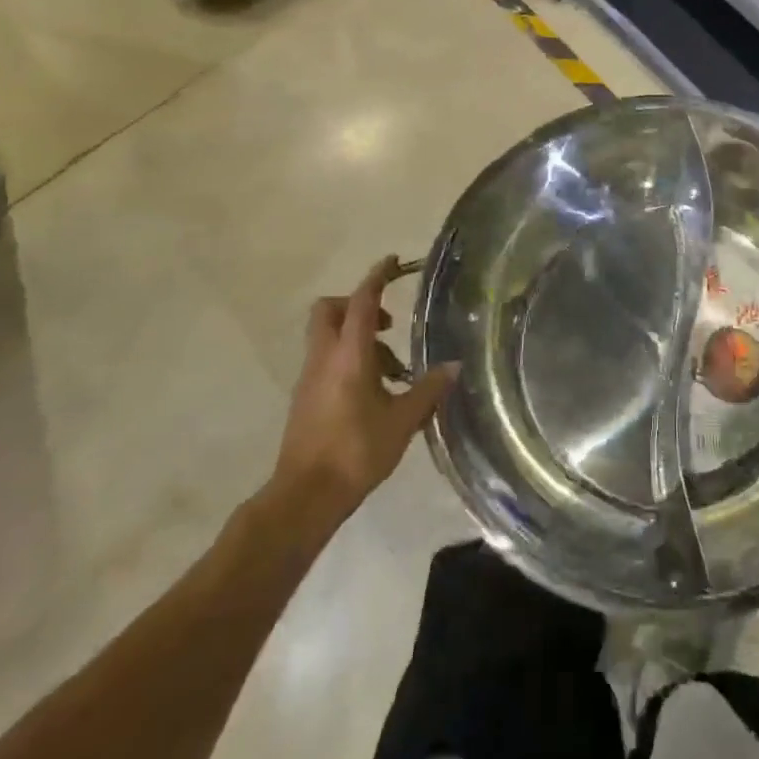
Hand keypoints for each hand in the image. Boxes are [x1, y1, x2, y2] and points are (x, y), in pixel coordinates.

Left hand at [267, 256, 459, 526]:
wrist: (305, 497)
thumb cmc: (356, 452)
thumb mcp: (402, 421)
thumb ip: (428, 389)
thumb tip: (454, 366)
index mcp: (349, 355)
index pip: (363, 302)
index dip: (377, 277)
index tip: (391, 262)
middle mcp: (324, 358)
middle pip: (330, 310)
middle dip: (357, 305)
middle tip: (388, 324)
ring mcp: (310, 378)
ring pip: (328, 337)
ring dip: (358, 338)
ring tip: (393, 370)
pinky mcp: (305, 398)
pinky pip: (326, 361)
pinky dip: (349, 360)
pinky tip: (375, 392)